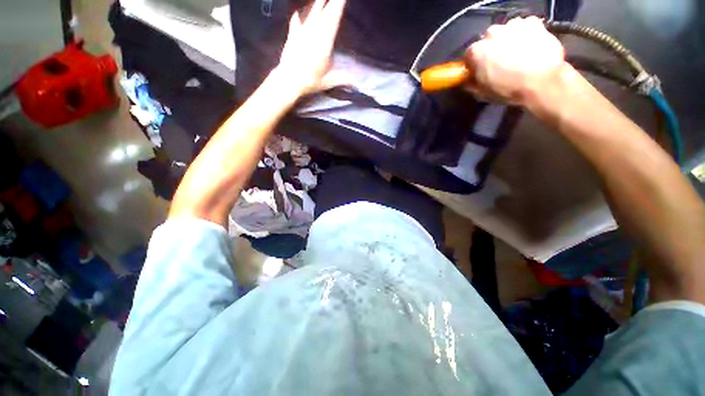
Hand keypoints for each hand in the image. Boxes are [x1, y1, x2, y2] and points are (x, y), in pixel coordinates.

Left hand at [274, 0, 346, 96]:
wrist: (288, 80)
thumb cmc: (310, 80)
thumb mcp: (329, 81)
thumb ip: (343, 79)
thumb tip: (356, 83)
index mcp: (324, 39)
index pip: (334, 15)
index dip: (339, 3)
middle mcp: (313, 29)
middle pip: (322, 6)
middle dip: (330, 0)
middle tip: (336, 0)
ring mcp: (301, 29)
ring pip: (311, 8)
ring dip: (318, 2)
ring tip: (323, 1)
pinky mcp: (292, 32)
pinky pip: (298, 16)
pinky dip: (304, 11)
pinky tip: (304, 10)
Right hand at [464, 17, 567, 105]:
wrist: (542, 81)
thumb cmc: (508, 89)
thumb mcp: (483, 93)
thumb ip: (472, 84)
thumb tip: (467, 81)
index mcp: (477, 51)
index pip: (469, 55)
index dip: (474, 63)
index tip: (479, 71)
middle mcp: (492, 33)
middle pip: (488, 39)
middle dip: (491, 49)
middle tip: (500, 63)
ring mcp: (513, 25)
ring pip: (506, 31)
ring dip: (508, 40)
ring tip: (517, 54)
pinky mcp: (533, 22)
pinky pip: (525, 26)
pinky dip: (525, 34)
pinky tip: (529, 46)